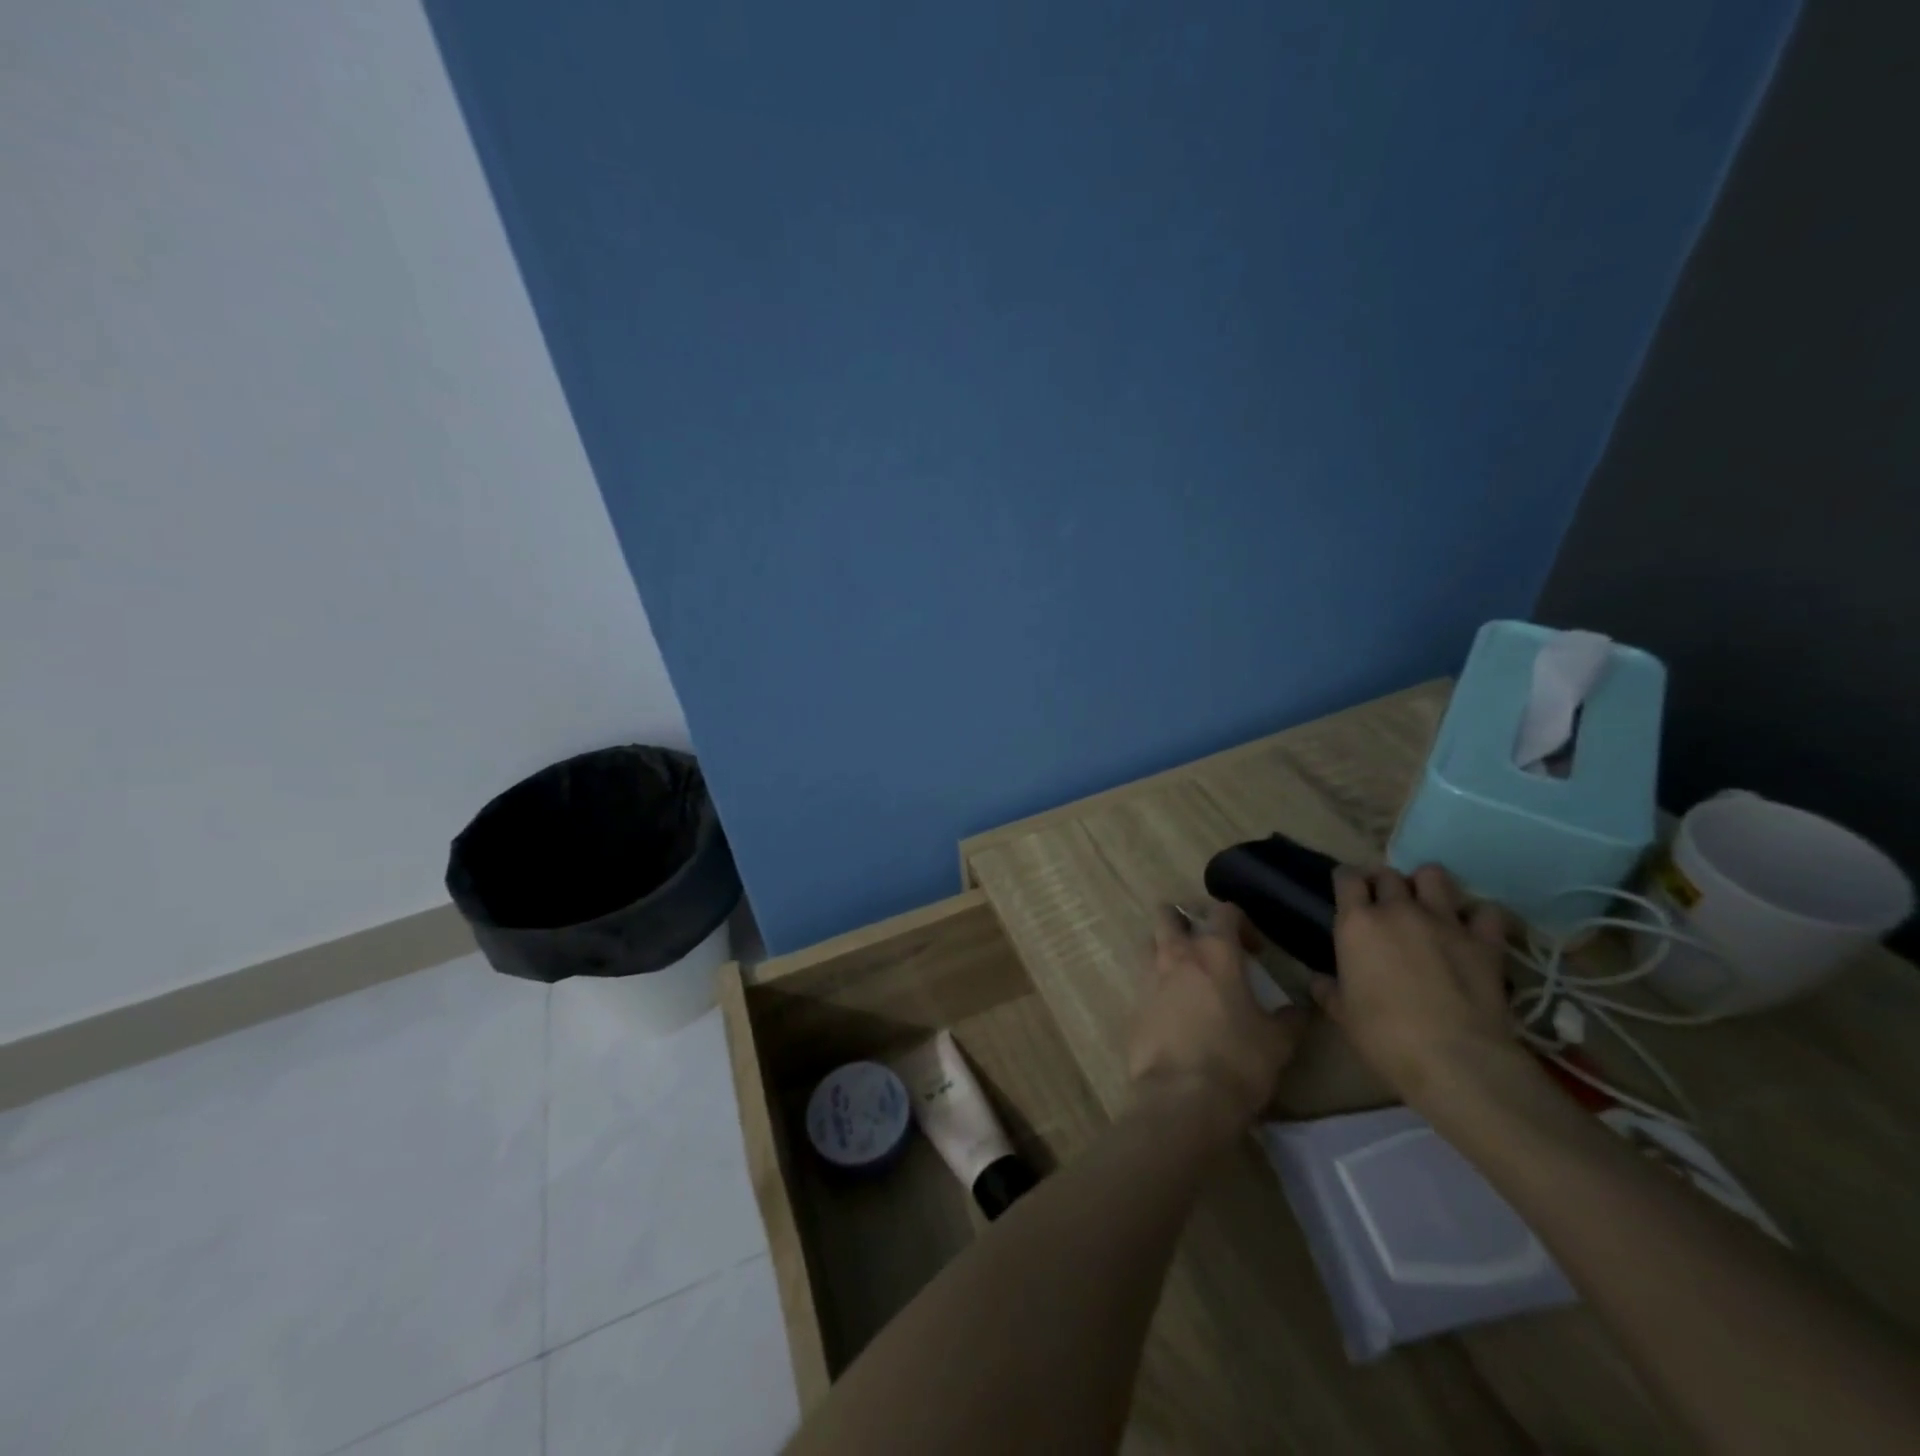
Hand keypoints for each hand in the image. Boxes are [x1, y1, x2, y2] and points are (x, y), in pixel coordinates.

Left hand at [1129, 902, 1308, 1140]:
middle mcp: (1175, 954)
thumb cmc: (1237, 1062)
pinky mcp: (1133, 1004)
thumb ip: (1290, 1018)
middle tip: (1208, 948)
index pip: (1223, 910)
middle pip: (1168, 914)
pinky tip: (1176, 1011)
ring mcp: (1148, 977)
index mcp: (1214, 952)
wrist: (1181, 1098)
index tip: (1255, 951)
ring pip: (1150, 943)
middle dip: (1186, 920)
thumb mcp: (1278, 1042)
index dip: (1241, 922)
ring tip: (1189, 976)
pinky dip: (1158, 985)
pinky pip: (1143, 981)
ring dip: (1166, 949)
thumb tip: (1300, 1009)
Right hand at [1313, 864, 1524, 1108]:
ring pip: (1434, 876)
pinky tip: (1472, 929)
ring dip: (1427, 885)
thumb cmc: (1383, 1035)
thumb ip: (1329, 990)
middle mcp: (1398, 910)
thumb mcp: (1343, 1014)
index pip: (1346, 878)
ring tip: (1426, 904)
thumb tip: (1318, 981)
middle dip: (1384, 882)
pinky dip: (1477, 915)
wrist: (1454, 1058)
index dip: (1346, 880)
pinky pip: (1484, 911)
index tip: (1347, 891)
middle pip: (1388, 874)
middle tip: (1384, 902)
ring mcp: (1444, 922)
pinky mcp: (1484, 941)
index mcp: (1356, 923)